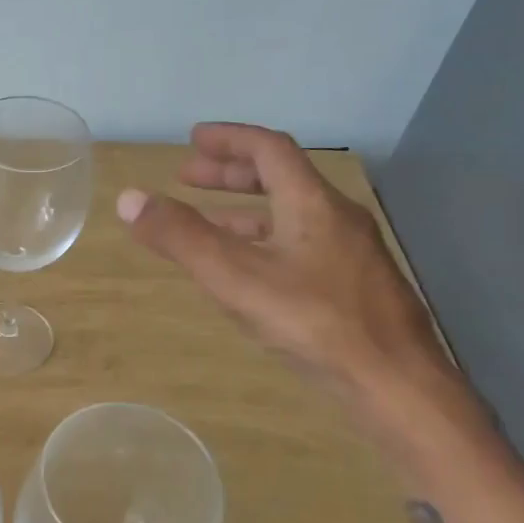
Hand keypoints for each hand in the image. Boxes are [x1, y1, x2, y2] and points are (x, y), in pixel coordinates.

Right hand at [116, 122, 448, 400]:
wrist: (394, 383)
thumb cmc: (313, 322)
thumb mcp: (235, 277)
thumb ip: (181, 237)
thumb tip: (129, 198)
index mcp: (311, 203)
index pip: (269, 149)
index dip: (229, 139)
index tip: (192, 140)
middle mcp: (335, 218)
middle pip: (281, 178)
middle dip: (231, 173)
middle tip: (188, 177)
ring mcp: (349, 254)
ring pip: (290, 215)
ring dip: (244, 210)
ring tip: (205, 221)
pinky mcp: (353, 287)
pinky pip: (300, 245)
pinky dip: (264, 241)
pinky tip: (248, 270)